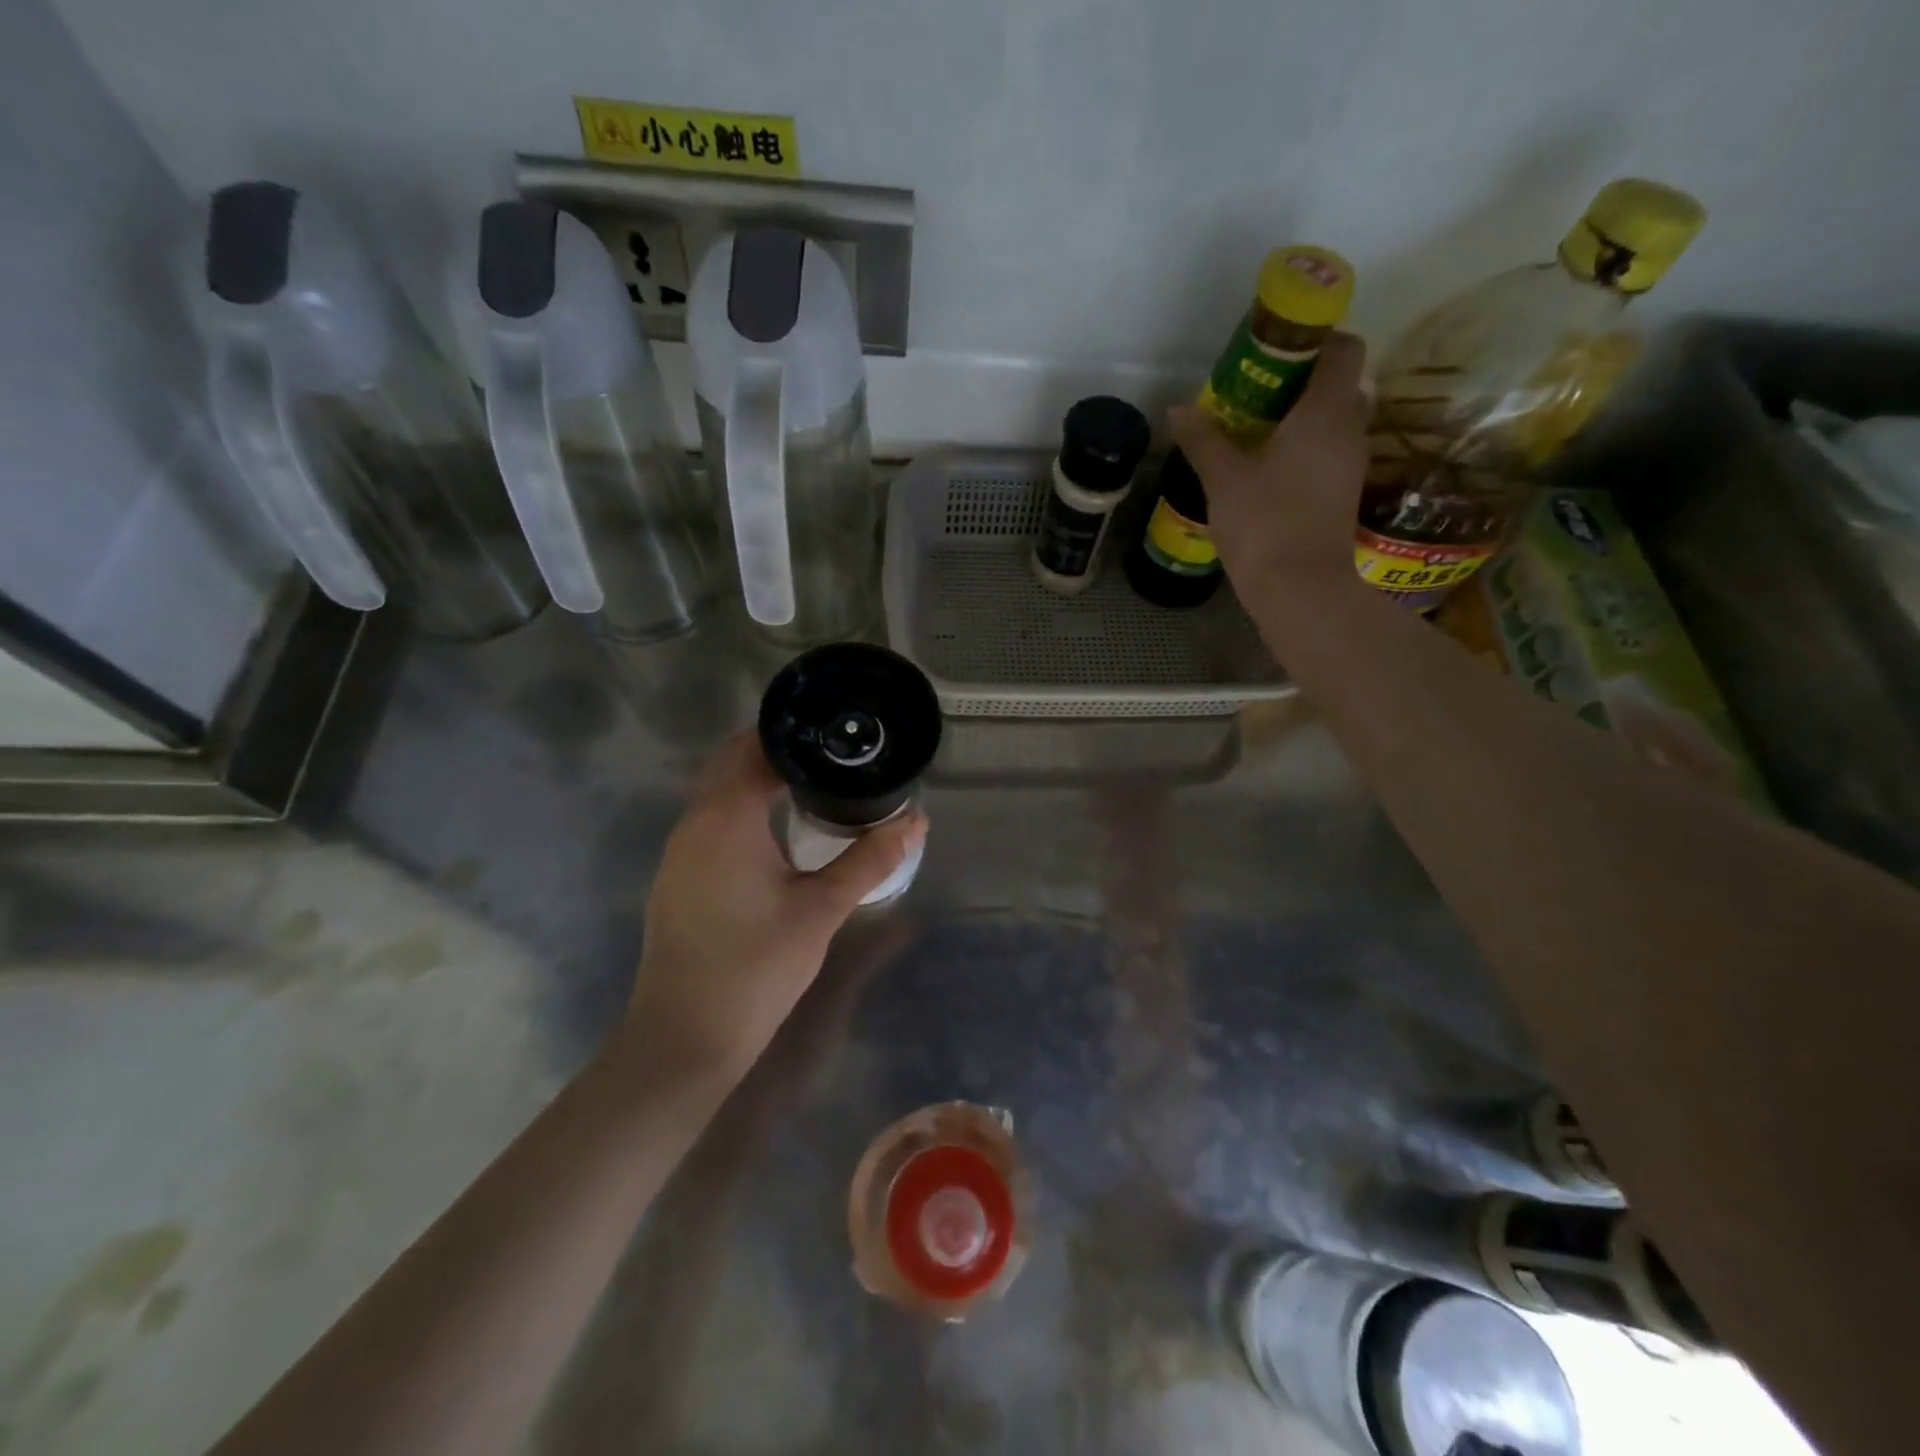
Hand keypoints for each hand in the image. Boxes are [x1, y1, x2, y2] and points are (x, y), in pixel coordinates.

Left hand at [627, 732, 926, 1079]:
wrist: (686, 1037)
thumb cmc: (756, 967)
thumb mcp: (821, 910)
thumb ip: (869, 861)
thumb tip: (916, 822)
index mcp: (727, 818)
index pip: (757, 749)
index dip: (795, 735)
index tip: (836, 734)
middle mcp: (694, 823)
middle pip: (730, 762)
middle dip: (776, 751)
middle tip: (831, 755)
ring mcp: (679, 851)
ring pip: (716, 792)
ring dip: (755, 779)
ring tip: (811, 784)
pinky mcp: (676, 877)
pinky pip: (709, 820)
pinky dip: (740, 808)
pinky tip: (775, 832)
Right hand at [1169, 330, 1369, 605]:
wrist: (1300, 588)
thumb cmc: (1264, 522)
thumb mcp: (1223, 478)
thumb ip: (1203, 439)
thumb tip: (1178, 410)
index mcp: (1326, 411)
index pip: (1343, 349)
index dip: (1316, 339)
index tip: (1278, 349)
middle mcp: (1349, 429)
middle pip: (1339, 384)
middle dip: (1304, 380)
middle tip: (1259, 391)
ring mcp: (1351, 464)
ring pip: (1335, 421)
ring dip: (1304, 417)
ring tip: (1257, 430)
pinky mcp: (1343, 494)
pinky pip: (1330, 452)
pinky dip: (1307, 448)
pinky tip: (1269, 467)